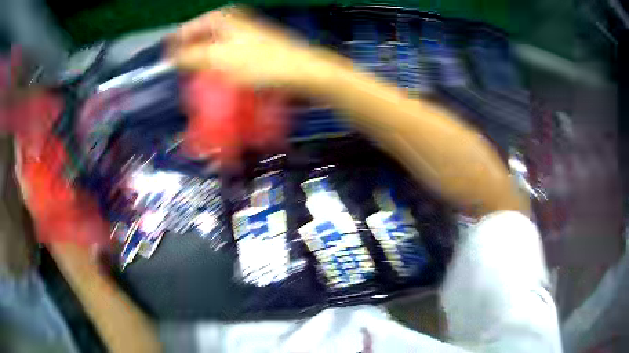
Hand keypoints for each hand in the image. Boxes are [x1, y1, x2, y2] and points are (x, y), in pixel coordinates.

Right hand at [170, 7, 333, 90]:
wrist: (300, 70)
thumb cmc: (259, 63)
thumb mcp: (217, 59)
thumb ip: (190, 57)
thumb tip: (171, 57)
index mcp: (222, 17)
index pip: (187, 29)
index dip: (174, 46)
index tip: (164, 65)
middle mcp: (232, 20)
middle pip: (200, 37)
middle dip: (188, 55)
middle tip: (180, 74)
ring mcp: (245, 32)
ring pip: (213, 46)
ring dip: (203, 62)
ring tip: (195, 79)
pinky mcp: (254, 45)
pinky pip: (226, 54)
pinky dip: (218, 64)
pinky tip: (217, 77)